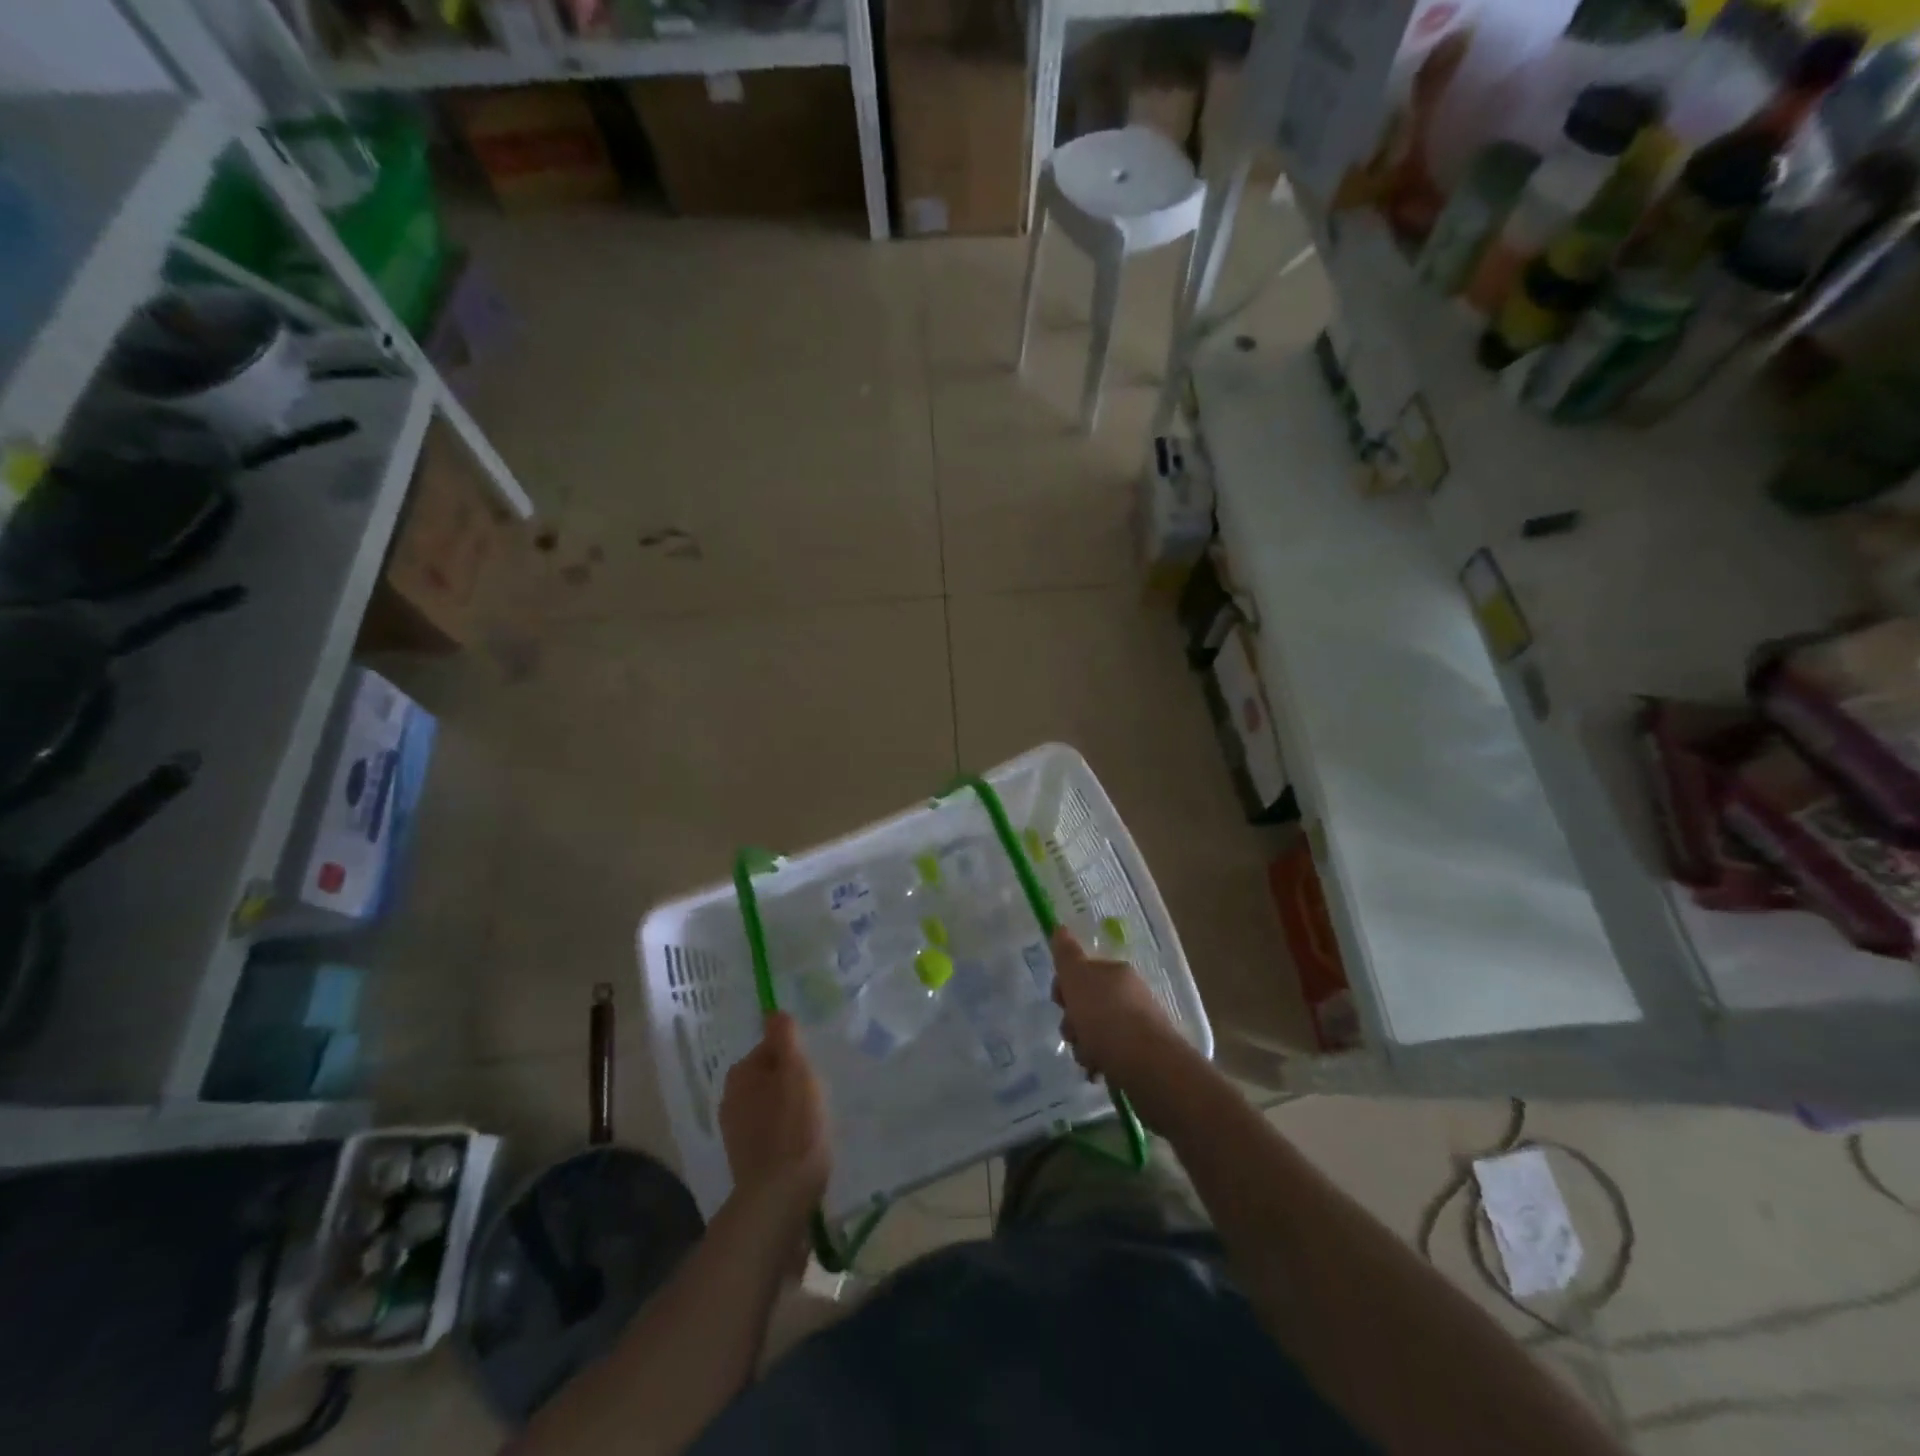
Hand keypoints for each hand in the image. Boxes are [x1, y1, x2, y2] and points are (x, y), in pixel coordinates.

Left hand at [720, 1012, 829, 1221]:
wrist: (780, 1198)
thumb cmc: (793, 1126)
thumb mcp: (795, 1072)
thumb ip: (785, 1039)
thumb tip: (773, 1011)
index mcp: (740, 1074)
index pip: (771, 1048)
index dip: (795, 1054)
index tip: (814, 1068)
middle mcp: (731, 1099)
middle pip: (769, 1076)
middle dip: (791, 1080)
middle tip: (819, 1091)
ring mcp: (736, 1132)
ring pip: (770, 1104)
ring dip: (790, 1106)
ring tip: (816, 1117)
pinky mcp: (747, 1159)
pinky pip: (771, 1131)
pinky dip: (786, 1131)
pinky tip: (804, 1141)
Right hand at [1050, 927, 1178, 1086]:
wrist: (1147, 1065)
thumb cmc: (1106, 1018)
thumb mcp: (1078, 979)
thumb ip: (1067, 955)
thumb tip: (1060, 928)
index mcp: (1115, 972)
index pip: (1081, 973)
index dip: (1064, 987)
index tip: (1060, 1002)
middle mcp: (1129, 993)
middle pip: (1087, 1004)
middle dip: (1073, 1021)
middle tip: (1073, 1033)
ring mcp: (1138, 1024)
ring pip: (1097, 1031)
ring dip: (1084, 1045)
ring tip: (1088, 1058)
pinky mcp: (1143, 1053)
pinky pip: (1111, 1053)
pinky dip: (1101, 1061)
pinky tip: (1099, 1070)